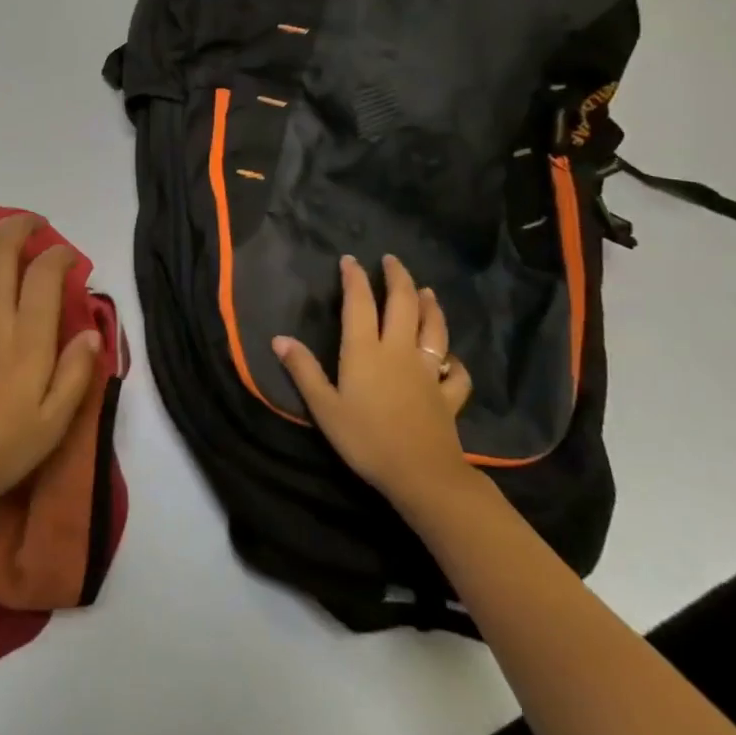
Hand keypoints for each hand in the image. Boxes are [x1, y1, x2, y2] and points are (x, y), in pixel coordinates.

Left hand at [0, 214, 100, 530]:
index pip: (43, 278)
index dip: (58, 256)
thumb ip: (75, 374)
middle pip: (0, 255)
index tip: (68, 257)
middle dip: (18, 228)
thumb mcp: (53, 425)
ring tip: (3, 233)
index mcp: (26, 342)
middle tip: (34, 224)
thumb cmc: (0, 451)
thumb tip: (92, 332)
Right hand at [272, 253, 474, 511]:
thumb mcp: (324, 407)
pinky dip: (455, 361)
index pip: (359, 303)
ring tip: (427, 291)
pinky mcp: (448, 396)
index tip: (350, 260)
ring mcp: (428, 372)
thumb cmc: (366, 439)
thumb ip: (303, 371)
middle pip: (403, 305)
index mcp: (365, 351)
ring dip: (431, 307)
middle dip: (398, 279)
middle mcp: (398, 352)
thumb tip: (279, 338)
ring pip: (433, 330)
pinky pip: (455, 373)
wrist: (422, 475)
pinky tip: (451, 359)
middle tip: (392, 260)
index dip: (355, 278)